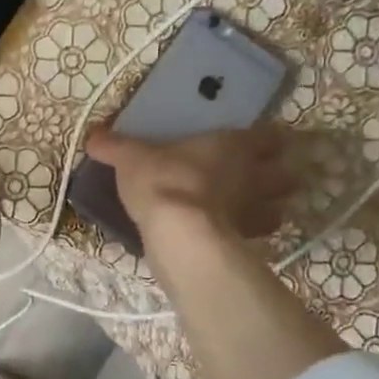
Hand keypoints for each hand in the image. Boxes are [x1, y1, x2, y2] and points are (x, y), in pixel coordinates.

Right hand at [83, 122, 295, 244]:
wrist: (178, 233)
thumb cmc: (162, 181)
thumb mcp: (130, 159)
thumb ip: (115, 147)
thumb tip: (92, 137)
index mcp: (233, 145)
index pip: (268, 136)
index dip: (267, 138)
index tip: (260, 141)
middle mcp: (254, 175)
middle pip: (286, 172)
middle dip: (278, 173)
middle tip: (262, 176)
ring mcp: (256, 210)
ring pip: (280, 206)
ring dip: (270, 207)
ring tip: (252, 209)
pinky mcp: (247, 242)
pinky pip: (258, 236)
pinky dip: (250, 235)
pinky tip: (234, 236)